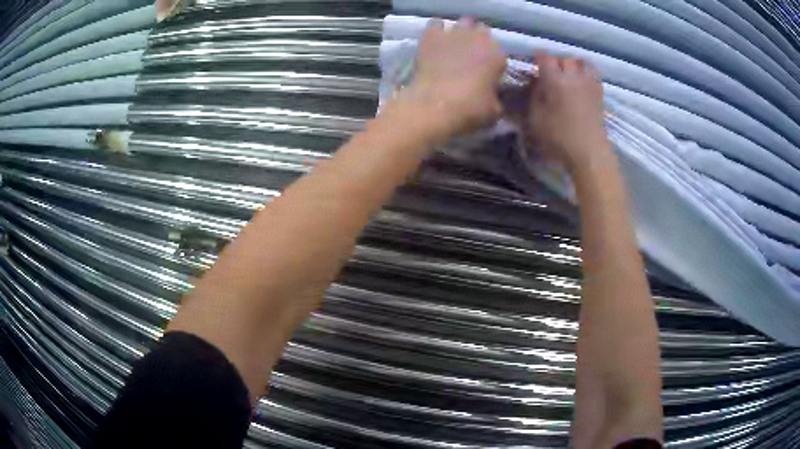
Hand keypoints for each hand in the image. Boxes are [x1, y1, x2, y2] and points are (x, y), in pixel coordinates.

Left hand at [407, 18, 506, 136]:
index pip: (499, 51)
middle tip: (471, 55)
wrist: (435, 105)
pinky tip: (435, 40)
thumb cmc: (470, 109)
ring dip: (461, 31)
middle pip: (483, 31)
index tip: (487, 69)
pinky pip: (436, 23)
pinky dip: (437, 29)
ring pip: (463, 23)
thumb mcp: (495, 110)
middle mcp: (480, 38)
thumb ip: (496, 96)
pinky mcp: (432, 35)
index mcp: (498, 55)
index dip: (493, 60)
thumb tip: (493, 96)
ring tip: (454, 45)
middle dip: (478, 40)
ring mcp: (456, 33)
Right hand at [525, 52, 608, 171]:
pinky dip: (586, 72)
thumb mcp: (536, 117)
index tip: (533, 63)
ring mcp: (589, 84)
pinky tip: (581, 82)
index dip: (538, 57)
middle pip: (564, 58)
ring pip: (582, 62)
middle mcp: (573, 77)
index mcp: (555, 80)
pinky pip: (593, 74)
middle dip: (555, 61)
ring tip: (568, 73)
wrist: (589, 152)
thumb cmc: (559, 137)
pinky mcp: (599, 94)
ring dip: (573, 64)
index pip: (545, 57)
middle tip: (549, 71)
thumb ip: (534, 95)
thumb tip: (536, 81)